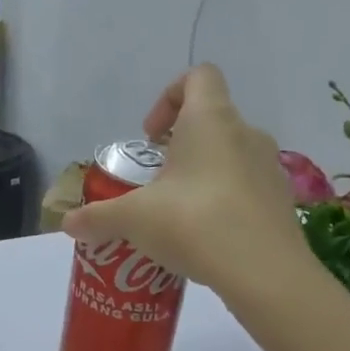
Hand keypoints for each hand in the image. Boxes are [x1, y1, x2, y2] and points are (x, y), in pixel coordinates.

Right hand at [61, 65, 310, 290]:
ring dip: (202, 173)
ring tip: (177, 212)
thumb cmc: (195, 223)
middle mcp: (246, 134)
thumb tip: (68, 224)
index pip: (199, 76)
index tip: (149, 136)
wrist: (266, 274)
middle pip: (211, 119)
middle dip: (179, 145)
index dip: (169, 95)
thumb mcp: (134, 219)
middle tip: (154, 181)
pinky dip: (225, 200)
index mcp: (210, 120)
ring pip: (230, 154)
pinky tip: (205, 236)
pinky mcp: (281, 201)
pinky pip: (247, 187)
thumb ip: (98, 217)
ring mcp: (269, 167)